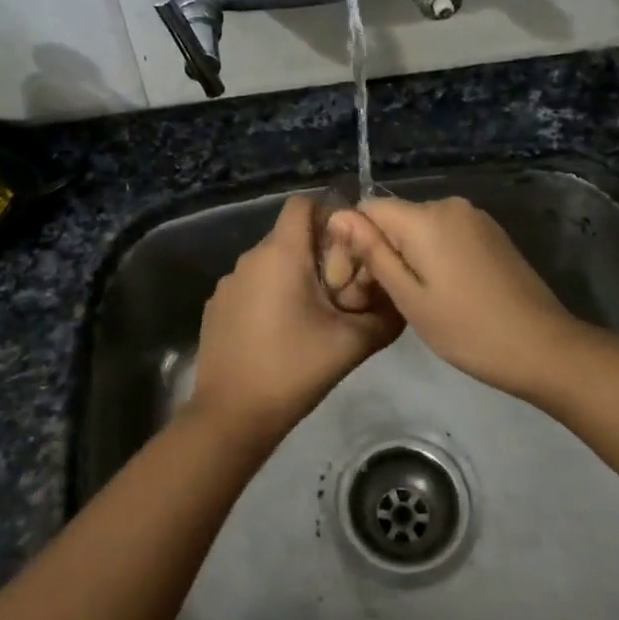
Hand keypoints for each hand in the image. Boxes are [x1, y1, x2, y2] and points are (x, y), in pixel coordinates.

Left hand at [189, 195, 402, 442]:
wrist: (232, 416)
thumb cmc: (294, 370)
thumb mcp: (351, 343)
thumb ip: (384, 315)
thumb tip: (402, 298)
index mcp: (281, 254)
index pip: (302, 204)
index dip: (329, 215)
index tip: (350, 249)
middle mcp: (250, 258)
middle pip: (289, 235)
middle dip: (317, 253)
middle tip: (341, 291)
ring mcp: (228, 283)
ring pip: (270, 263)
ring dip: (293, 277)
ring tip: (312, 317)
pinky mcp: (216, 307)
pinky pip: (251, 286)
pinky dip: (269, 296)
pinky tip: (280, 334)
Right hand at [328, 196, 596, 403]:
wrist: (543, 347)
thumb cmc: (467, 330)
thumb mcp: (409, 298)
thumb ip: (373, 253)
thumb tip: (338, 216)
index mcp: (425, 217)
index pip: (368, 210)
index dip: (353, 242)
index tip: (357, 283)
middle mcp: (449, 205)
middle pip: (395, 218)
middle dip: (381, 250)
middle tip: (382, 299)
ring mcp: (475, 217)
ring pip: (420, 228)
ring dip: (408, 255)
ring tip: (414, 300)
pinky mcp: (491, 233)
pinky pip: (446, 234)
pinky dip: (434, 255)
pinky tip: (442, 291)